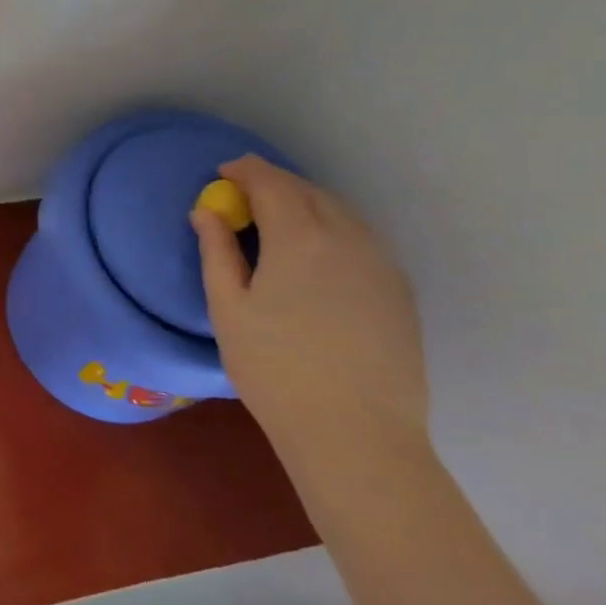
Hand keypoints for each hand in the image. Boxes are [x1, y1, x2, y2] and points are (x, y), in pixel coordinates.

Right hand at [192, 156, 428, 468]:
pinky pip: (362, 239)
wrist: (357, 433)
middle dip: (275, 184)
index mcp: (300, 238)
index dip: (246, 171)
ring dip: (307, 204)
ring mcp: (381, 264)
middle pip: (309, 192)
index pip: (272, 183)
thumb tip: (206, 212)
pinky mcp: (399, 291)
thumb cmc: (275, 369)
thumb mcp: (228, 309)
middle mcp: (348, 238)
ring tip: (278, 221)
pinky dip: (333, 228)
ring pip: (341, 213)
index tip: (223, 173)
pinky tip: (317, 254)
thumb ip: (217, 251)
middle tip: (245, 197)